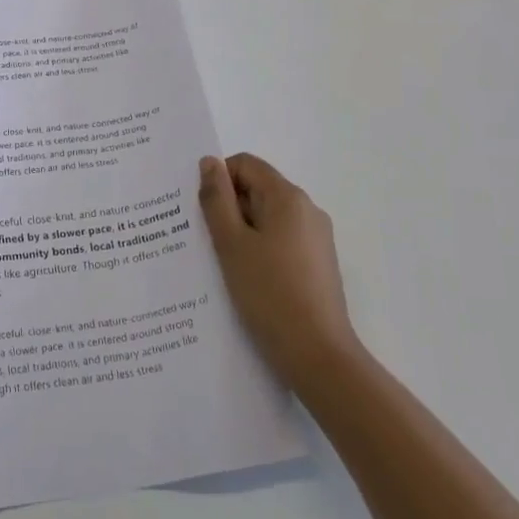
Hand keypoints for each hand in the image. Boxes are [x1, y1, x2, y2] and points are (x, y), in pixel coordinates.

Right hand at [199, 153, 358, 389]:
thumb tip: (209, 162)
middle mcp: (307, 210)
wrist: (318, 356)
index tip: (200, 211)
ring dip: (242, 230)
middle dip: (229, 207)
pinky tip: (246, 279)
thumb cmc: (269, 294)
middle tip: (205, 239)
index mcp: (287, 197)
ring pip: (268, 217)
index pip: (245, 164)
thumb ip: (216, 199)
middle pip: (258, 189)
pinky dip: (260, 248)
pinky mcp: (318, 263)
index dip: (218, 179)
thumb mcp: (231, 243)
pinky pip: (281, 240)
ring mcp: (317, 238)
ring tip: (222, 262)